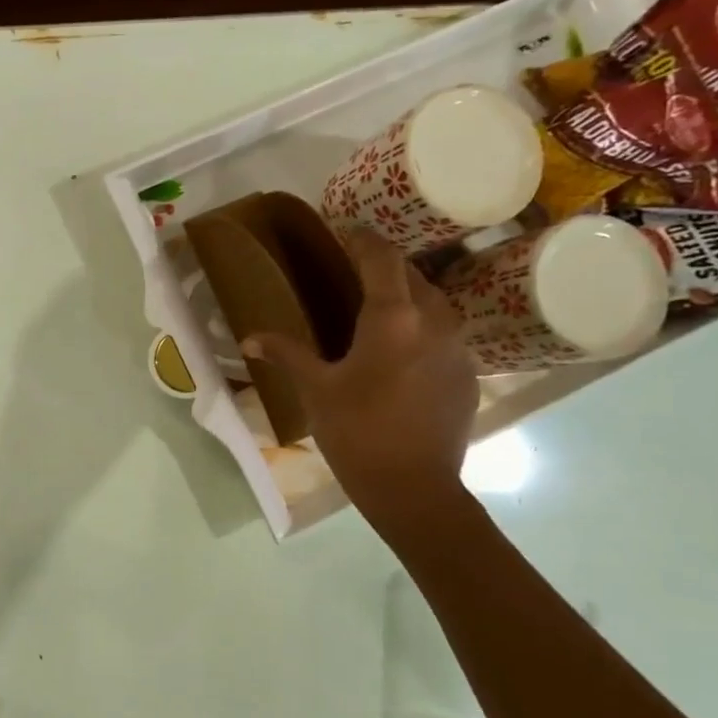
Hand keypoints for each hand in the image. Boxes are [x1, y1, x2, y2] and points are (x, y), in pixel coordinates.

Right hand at [244, 227, 477, 524]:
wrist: (414, 488)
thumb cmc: (357, 432)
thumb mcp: (316, 389)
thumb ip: (287, 353)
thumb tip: (249, 338)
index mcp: (393, 317)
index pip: (381, 257)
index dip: (362, 238)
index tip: (344, 230)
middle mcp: (433, 321)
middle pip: (413, 275)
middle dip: (384, 266)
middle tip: (354, 269)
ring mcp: (458, 348)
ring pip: (434, 302)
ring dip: (407, 295)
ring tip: (379, 307)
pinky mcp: (468, 373)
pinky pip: (445, 333)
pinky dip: (422, 328)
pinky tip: (401, 350)